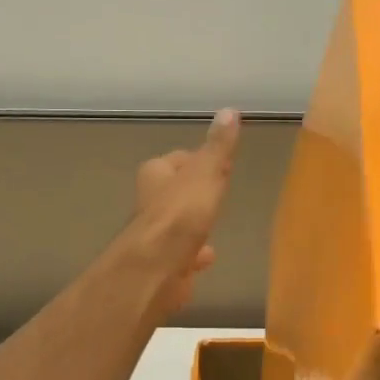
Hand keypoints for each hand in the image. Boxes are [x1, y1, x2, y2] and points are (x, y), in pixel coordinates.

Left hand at [131, 109, 241, 314]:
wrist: (156, 269)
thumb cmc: (180, 215)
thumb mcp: (206, 173)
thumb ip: (218, 146)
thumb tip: (229, 110)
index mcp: (156, 174)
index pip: (178, 159)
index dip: (197, 160)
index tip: (217, 163)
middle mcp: (150, 201)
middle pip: (175, 191)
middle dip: (193, 192)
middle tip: (217, 192)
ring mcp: (155, 235)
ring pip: (178, 223)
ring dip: (192, 222)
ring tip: (213, 223)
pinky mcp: (163, 263)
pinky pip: (183, 253)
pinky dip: (195, 253)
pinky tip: (208, 256)